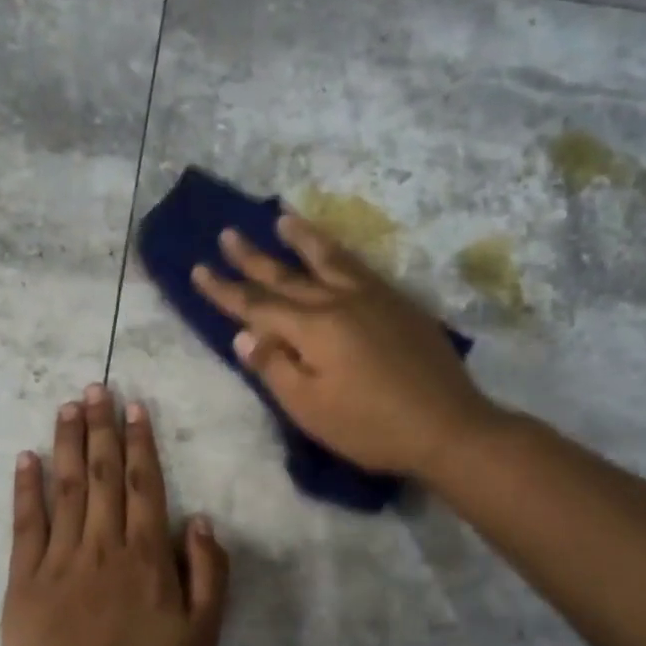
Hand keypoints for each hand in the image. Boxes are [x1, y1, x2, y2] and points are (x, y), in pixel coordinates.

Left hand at [1, 385, 229, 645]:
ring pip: (65, 489)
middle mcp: (101, 548)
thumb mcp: (203, 640)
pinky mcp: (22, 584)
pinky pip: (25, 526)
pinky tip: (26, 458)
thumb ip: (208, 575)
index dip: (139, 443)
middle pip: (101, 475)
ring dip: (67, 443)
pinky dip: (26, 489)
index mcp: (146, 559)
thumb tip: (197, 520)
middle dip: (100, 428)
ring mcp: (57, 562)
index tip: (134, 406)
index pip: (143, 485)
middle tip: (96, 387)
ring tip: (67, 406)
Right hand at [192, 214, 499, 480]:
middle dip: (253, 257)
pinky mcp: (399, 304)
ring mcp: (373, 298)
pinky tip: (336, 252)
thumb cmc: (370, 426)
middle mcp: (339, 301)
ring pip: (328, 259)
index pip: (256, 305)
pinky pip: (360, 266)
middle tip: (227, 233)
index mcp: (312, 328)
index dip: (224, 290)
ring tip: (282, 218)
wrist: (447, 426)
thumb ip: (274, 368)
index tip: (198, 269)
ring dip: (301, 238)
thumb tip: (244, 334)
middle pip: (286, 275)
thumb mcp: (310, 408)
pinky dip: (339, 252)